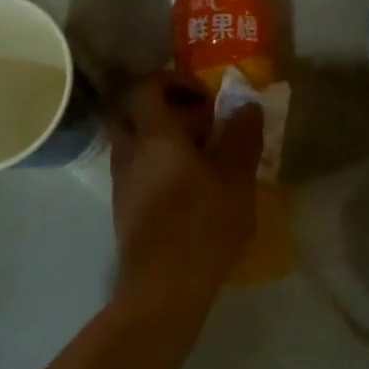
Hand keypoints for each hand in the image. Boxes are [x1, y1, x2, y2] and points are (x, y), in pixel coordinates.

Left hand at [107, 73, 263, 308]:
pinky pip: (136, 170)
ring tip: (201, 157)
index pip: (147, 86)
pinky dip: (157, 165)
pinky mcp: (124, 208)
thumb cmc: (203, 223)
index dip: (174, 81)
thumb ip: (242, 135)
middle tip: (195, 121)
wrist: (164, 287)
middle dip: (159, 107)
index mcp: (154, 135)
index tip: (205, 96)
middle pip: (129, 111)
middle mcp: (129, 151)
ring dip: (160, 138)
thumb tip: (246, 105)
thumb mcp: (236, 176)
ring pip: (132, 142)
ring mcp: (122, 182)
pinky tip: (188, 187)